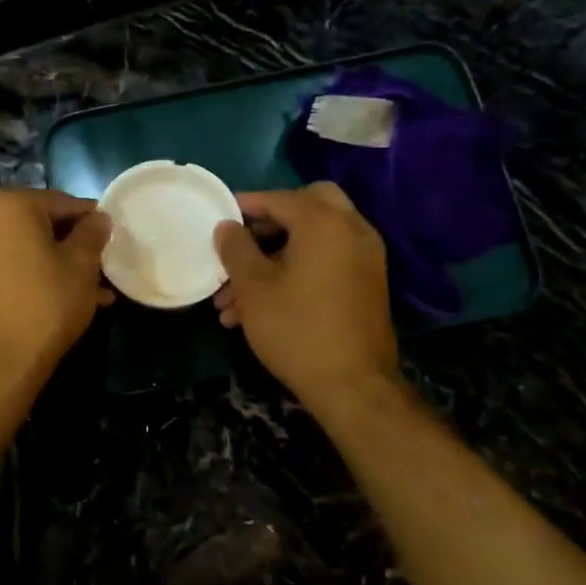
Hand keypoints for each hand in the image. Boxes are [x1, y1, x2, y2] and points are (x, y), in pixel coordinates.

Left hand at [0, 188, 111, 385]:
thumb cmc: (44, 304)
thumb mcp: (81, 266)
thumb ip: (92, 234)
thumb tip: (98, 219)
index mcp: (8, 204)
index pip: (62, 202)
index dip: (91, 220)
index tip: (112, 238)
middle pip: (39, 224)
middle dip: (72, 246)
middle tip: (101, 268)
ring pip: (24, 249)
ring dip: (55, 264)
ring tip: (91, 293)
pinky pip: (6, 266)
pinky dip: (31, 276)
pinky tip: (60, 300)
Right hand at [214, 185, 404, 416]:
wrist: (354, 386)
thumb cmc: (297, 329)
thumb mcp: (254, 287)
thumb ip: (236, 248)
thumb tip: (226, 226)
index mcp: (324, 223)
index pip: (279, 198)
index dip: (245, 206)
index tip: (219, 219)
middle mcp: (352, 230)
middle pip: (308, 206)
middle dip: (271, 221)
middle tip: (243, 243)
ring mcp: (365, 258)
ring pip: (314, 239)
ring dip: (276, 255)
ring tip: (233, 297)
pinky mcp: (366, 284)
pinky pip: (327, 261)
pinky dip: (298, 269)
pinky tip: (262, 306)